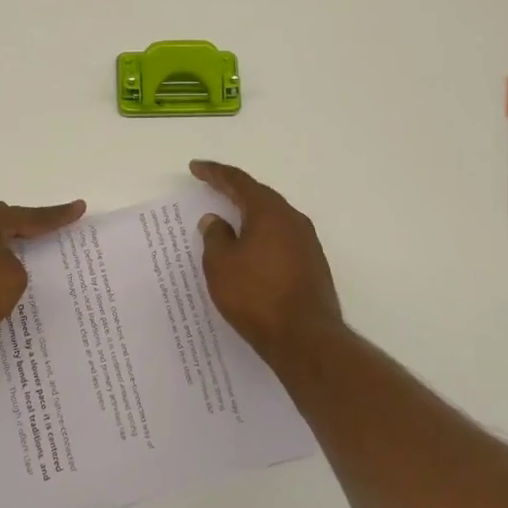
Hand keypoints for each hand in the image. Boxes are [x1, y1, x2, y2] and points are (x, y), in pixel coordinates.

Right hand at [192, 160, 343, 362]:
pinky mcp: (312, 265)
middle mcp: (293, 220)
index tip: (196, 168)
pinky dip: (261, 235)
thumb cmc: (256, 296)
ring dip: (249, 214)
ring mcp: (307, 243)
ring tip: (229, 217)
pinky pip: (280, 238)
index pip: (238, 182)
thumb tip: (216, 220)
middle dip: (234, 190)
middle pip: (259, 196)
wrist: (306, 339)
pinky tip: (250, 248)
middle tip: (211, 186)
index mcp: (269, 212)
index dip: (214, 173)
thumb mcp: (221, 264)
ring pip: (272, 218)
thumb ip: (215, 236)